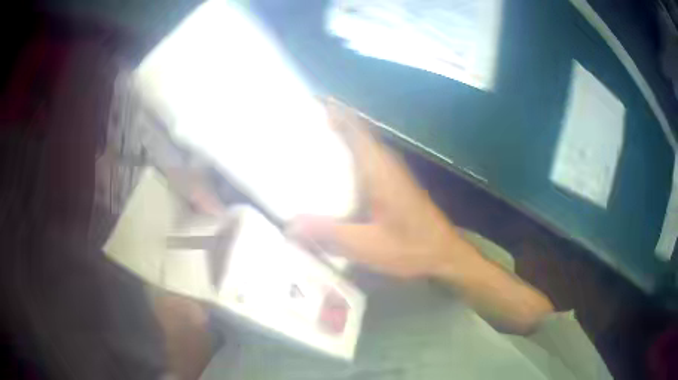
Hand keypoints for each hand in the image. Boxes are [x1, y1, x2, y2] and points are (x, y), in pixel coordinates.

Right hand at [288, 99, 468, 277]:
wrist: (445, 254)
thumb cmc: (411, 248)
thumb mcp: (368, 246)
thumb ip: (331, 234)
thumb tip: (291, 225)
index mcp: (381, 173)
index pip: (358, 132)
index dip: (339, 114)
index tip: (318, 102)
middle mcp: (388, 167)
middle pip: (360, 134)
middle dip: (337, 122)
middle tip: (308, 120)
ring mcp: (395, 175)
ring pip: (366, 146)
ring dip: (346, 136)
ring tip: (319, 137)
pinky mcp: (397, 186)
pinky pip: (371, 160)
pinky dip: (354, 153)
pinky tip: (341, 169)